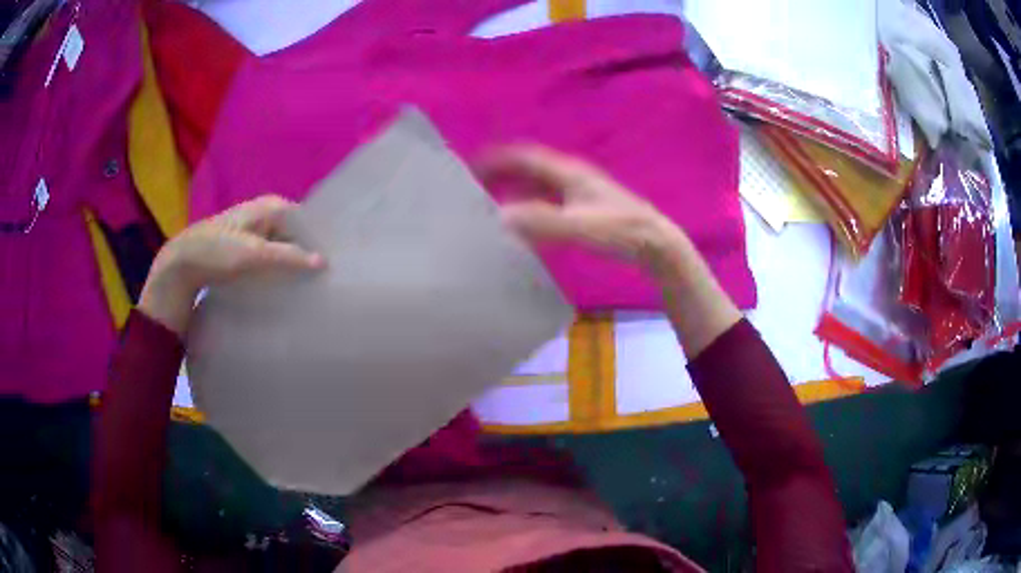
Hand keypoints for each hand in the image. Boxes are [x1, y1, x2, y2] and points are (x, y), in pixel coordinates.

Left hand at [139, 196, 324, 335]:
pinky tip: (283, 289)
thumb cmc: (217, 252)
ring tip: (306, 287)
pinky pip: (268, 260)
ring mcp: (251, 235)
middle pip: (294, 234)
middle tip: (322, 278)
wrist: (181, 268)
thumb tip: (324, 263)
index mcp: (269, 207)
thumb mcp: (254, 254)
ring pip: (281, 248)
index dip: (318, 239)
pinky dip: (276, 272)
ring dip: (291, 265)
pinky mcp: (242, 254)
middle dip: (306, 253)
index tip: (332, 263)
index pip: (305, 220)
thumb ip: (289, 257)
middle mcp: (263, 216)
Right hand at [478, 144, 686, 266]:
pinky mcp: (585, 209)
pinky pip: (549, 201)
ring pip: (539, 185)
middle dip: (503, 173)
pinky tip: (524, 223)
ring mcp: (580, 193)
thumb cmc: (620, 231)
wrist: (655, 243)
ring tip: (491, 202)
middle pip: (530, 168)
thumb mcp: (580, 226)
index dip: (498, 158)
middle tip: (475, 185)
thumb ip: (542, 222)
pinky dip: (530, 206)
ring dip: (515, 189)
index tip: (471, 166)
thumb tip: (500, 218)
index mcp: (568, 173)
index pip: (525, 156)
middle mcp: (572, 177)